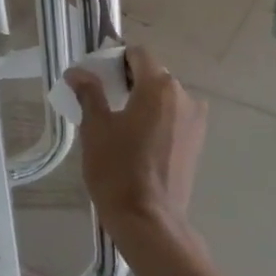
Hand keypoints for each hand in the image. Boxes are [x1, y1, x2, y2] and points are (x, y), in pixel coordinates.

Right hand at [65, 45, 207, 250]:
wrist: (149, 221)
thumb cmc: (118, 170)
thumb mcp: (95, 128)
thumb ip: (89, 93)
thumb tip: (77, 72)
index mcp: (160, 86)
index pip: (139, 55)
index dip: (116, 59)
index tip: (97, 77)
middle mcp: (184, 96)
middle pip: (154, 75)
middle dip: (129, 81)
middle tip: (103, 100)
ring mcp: (195, 121)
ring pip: (165, 98)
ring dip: (144, 101)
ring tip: (120, 124)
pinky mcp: (197, 143)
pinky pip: (174, 118)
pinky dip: (157, 120)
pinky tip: (138, 141)